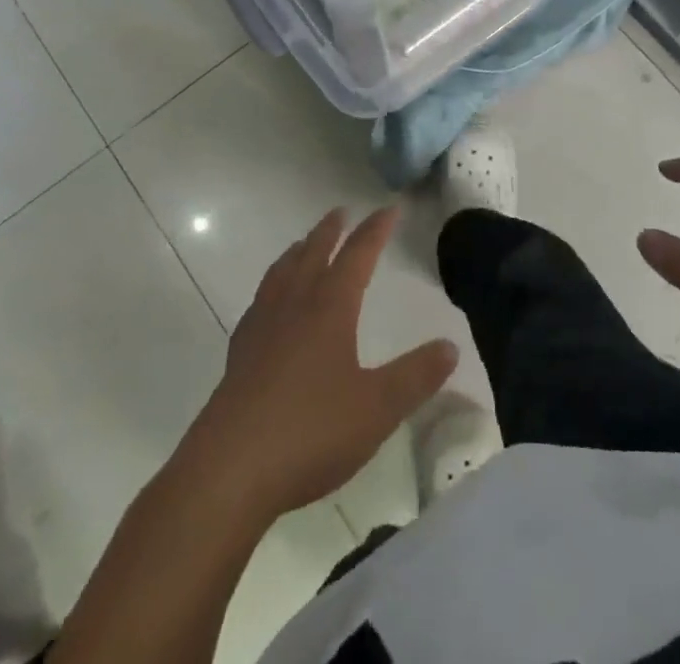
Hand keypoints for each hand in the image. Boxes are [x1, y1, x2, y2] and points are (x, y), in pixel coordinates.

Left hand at [189, 208, 457, 520]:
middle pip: (312, 254)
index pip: (357, 255)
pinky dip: (271, 288)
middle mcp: (294, 307)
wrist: (229, 471)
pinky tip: (268, 305)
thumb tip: (450, 346)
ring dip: (296, 252)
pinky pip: (259, 303)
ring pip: (281, 274)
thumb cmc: (310, 432)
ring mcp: (261, 329)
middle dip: (330, 231)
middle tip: (340, 212)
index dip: (375, 230)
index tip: (389, 208)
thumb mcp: (377, 408)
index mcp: (329, 308)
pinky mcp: (239, 356)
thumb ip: (416, 376)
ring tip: (302, 244)